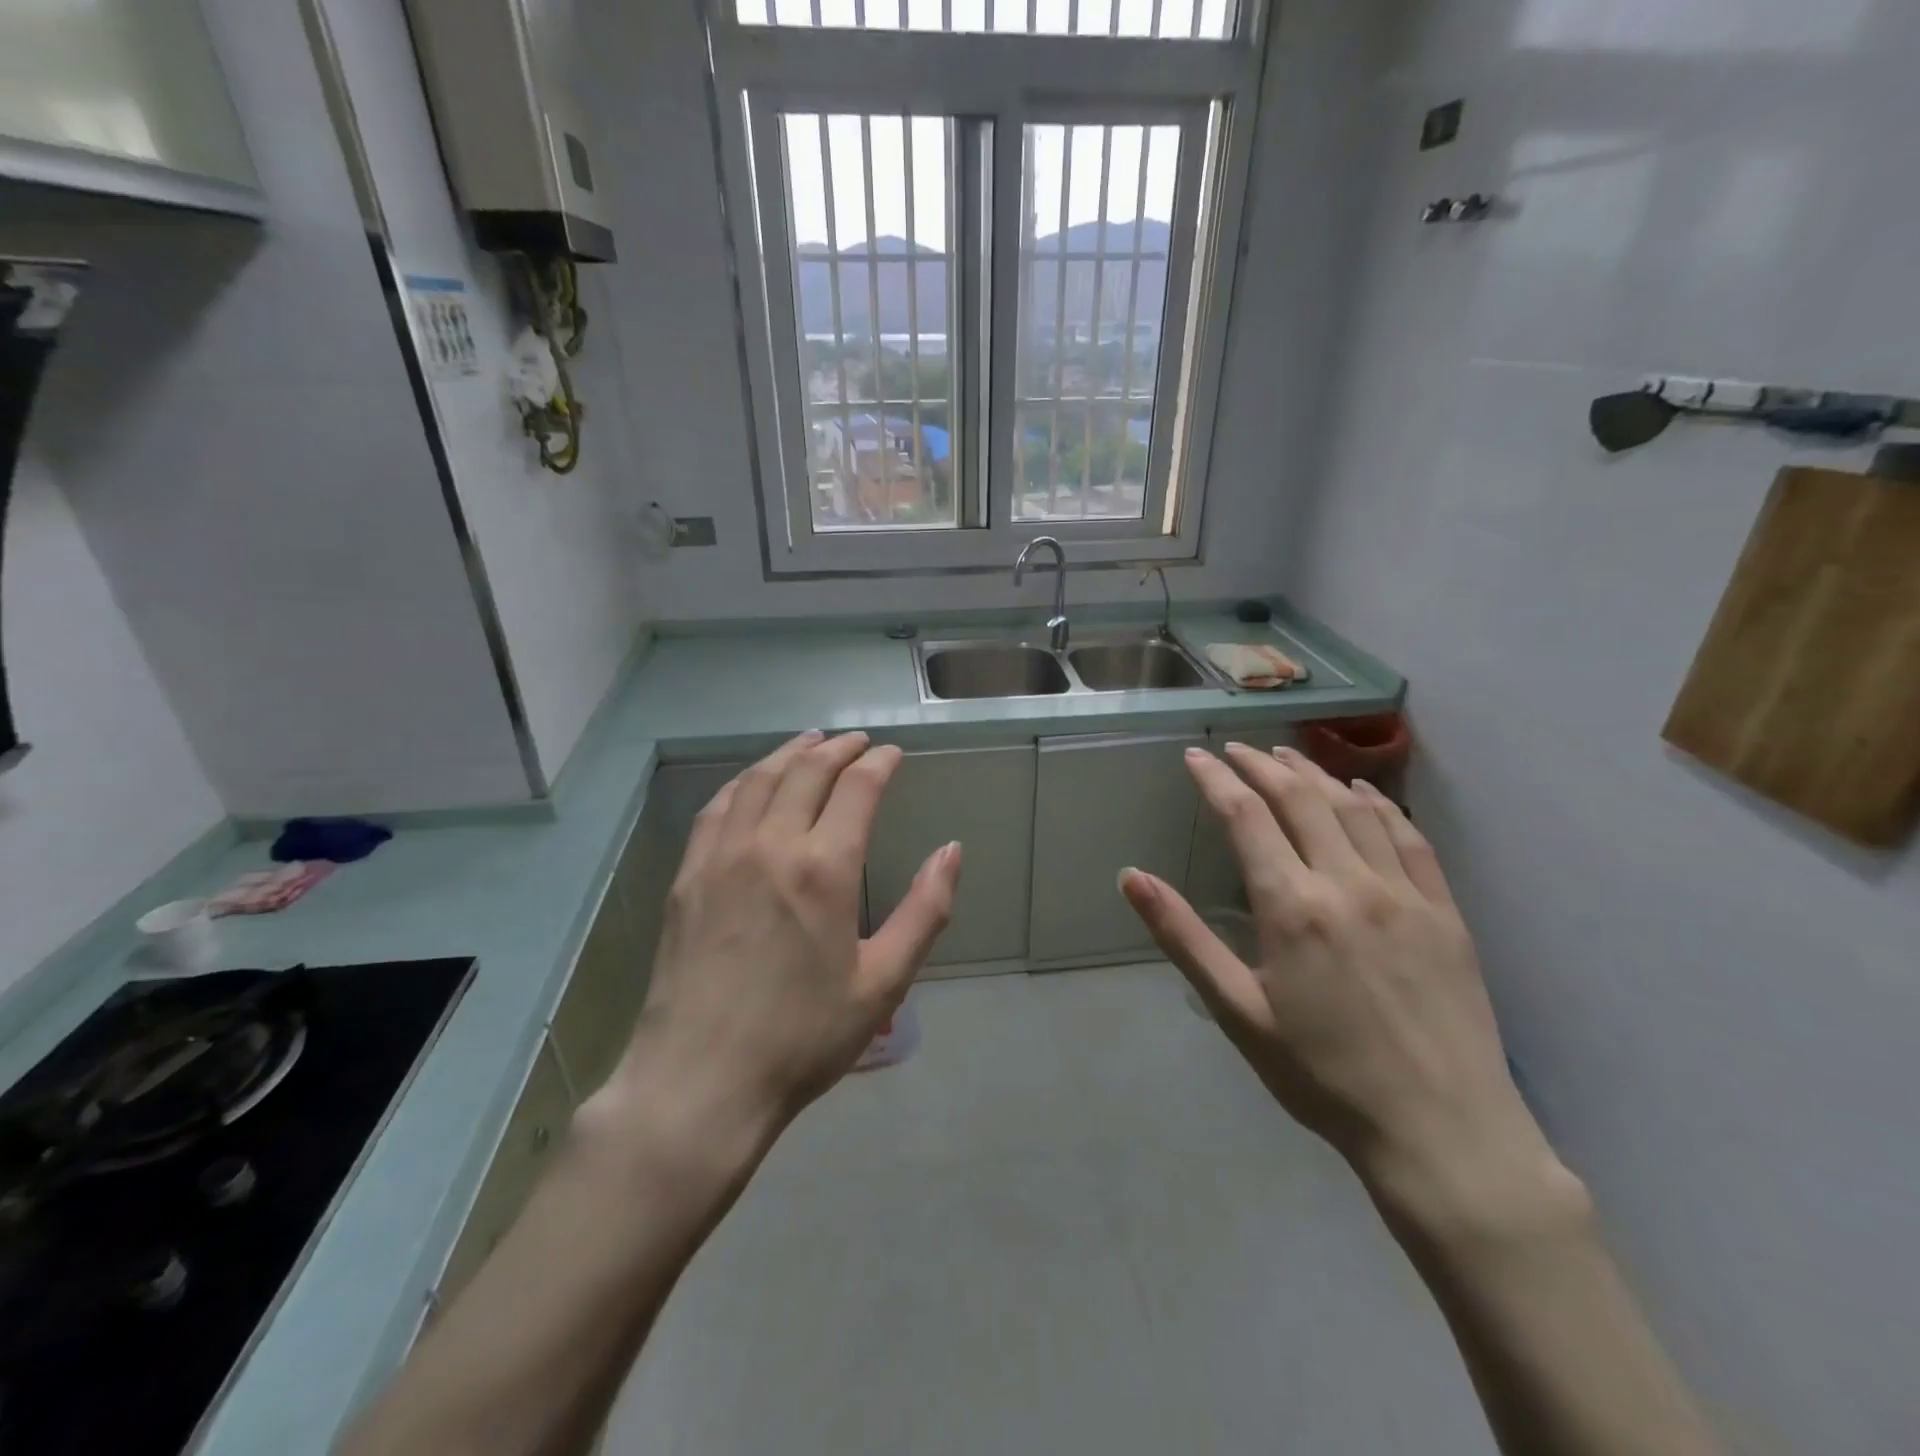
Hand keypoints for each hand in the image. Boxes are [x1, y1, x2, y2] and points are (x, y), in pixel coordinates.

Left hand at [606, 731, 961, 1147]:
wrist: (701, 1081)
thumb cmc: (804, 1036)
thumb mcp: (883, 982)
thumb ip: (925, 911)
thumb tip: (952, 851)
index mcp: (824, 868)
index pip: (857, 788)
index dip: (879, 763)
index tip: (893, 754)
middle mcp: (771, 845)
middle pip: (807, 771)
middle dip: (839, 748)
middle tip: (858, 742)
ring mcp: (722, 856)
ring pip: (758, 779)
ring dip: (790, 754)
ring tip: (811, 743)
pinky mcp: (688, 876)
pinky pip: (717, 808)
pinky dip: (742, 781)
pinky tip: (752, 782)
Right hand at [1121, 744, 1565, 1228]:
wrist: (1442, 1133)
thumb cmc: (1322, 1076)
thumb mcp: (1238, 1011)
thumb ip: (1184, 936)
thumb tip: (1131, 876)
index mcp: (1292, 907)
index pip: (1246, 817)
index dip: (1217, 780)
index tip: (1196, 757)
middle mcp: (1347, 884)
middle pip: (1300, 799)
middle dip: (1262, 765)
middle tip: (1236, 749)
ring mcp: (1404, 894)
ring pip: (1353, 809)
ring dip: (1314, 774)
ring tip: (1286, 756)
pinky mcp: (1444, 912)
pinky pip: (1409, 838)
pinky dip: (1379, 804)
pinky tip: (1362, 792)